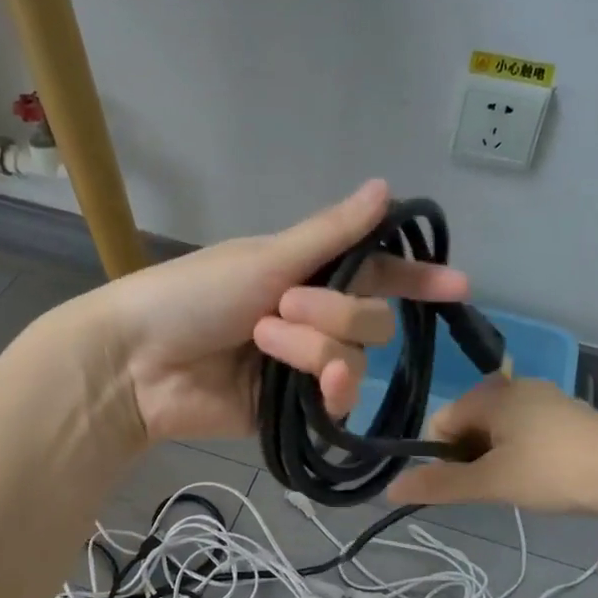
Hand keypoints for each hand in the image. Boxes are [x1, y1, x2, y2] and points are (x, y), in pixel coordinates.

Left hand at [88, 181, 469, 444]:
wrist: (139, 363)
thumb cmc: (194, 295)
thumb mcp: (266, 258)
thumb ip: (332, 234)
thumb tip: (386, 187)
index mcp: (306, 274)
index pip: (375, 274)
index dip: (415, 279)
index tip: (458, 285)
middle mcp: (313, 319)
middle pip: (372, 320)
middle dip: (336, 313)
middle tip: (283, 307)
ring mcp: (304, 366)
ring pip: (355, 359)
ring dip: (315, 348)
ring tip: (263, 342)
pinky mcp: (295, 410)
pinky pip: (338, 400)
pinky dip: (328, 387)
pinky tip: (312, 387)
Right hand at [386, 376, 597, 514]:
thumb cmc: (553, 471)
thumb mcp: (491, 482)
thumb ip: (440, 484)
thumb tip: (389, 489)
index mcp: (491, 394)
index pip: (441, 422)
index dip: (441, 456)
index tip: (463, 484)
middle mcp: (514, 387)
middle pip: (468, 424)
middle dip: (469, 457)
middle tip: (492, 488)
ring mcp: (544, 399)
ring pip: (497, 430)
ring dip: (494, 458)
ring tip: (517, 486)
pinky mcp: (567, 416)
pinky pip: (524, 431)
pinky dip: (520, 454)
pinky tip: (540, 477)